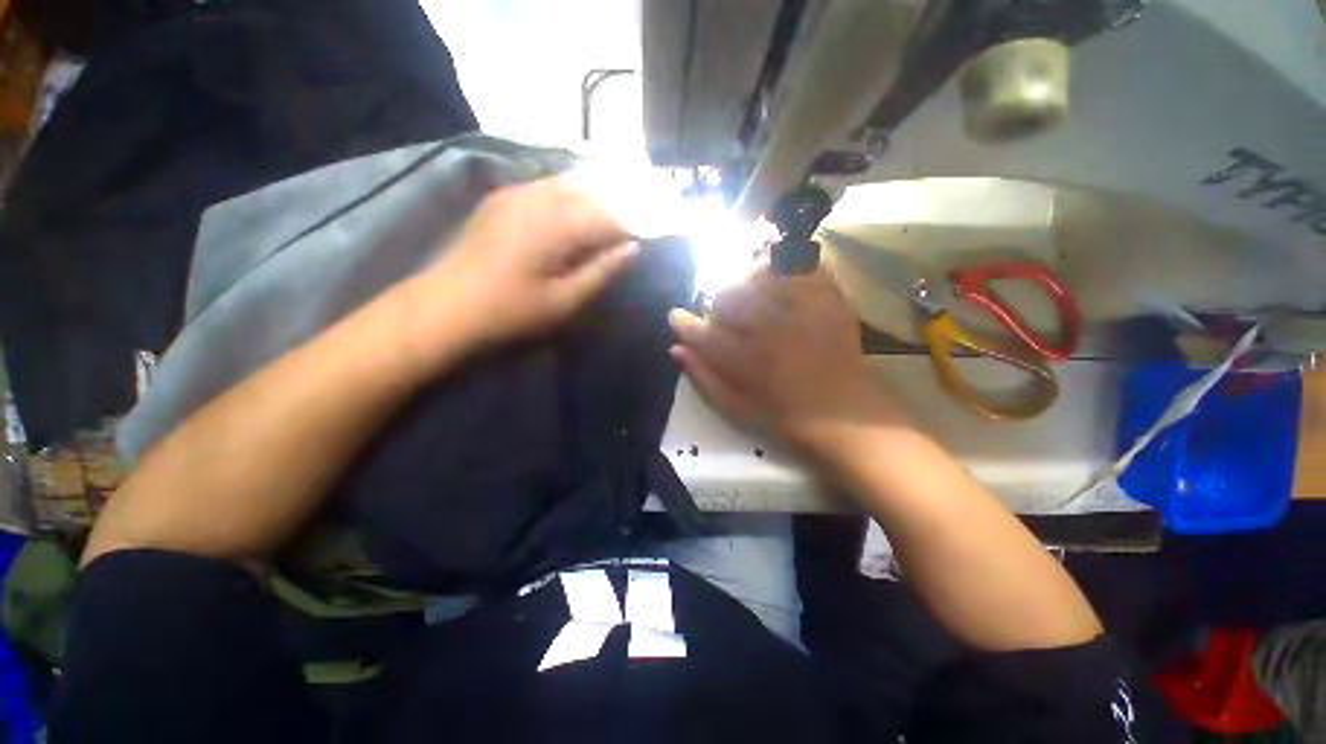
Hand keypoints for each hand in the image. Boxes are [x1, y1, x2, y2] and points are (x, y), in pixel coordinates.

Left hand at [413, 177, 637, 355]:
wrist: (445, 308)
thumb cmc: (511, 312)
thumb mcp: (564, 302)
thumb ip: (601, 271)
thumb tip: (633, 248)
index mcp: (557, 225)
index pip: (611, 215)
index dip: (639, 222)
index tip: (659, 230)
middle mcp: (539, 197)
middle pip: (594, 189)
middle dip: (624, 200)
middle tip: (649, 210)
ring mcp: (518, 193)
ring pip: (572, 182)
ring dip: (601, 192)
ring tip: (624, 203)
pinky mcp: (504, 198)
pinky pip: (550, 185)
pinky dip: (575, 192)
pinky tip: (584, 204)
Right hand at [669, 267, 905, 457]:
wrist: (846, 415)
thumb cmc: (785, 417)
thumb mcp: (735, 408)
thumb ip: (703, 378)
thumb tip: (676, 349)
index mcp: (745, 361)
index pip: (700, 332)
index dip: (683, 323)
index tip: (677, 317)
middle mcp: (769, 329)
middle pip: (727, 297)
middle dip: (718, 306)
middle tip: (726, 319)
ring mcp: (801, 310)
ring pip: (759, 276)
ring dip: (747, 285)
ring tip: (754, 300)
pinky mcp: (829, 300)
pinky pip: (800, 268)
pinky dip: (786, 269)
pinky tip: (782, 285)